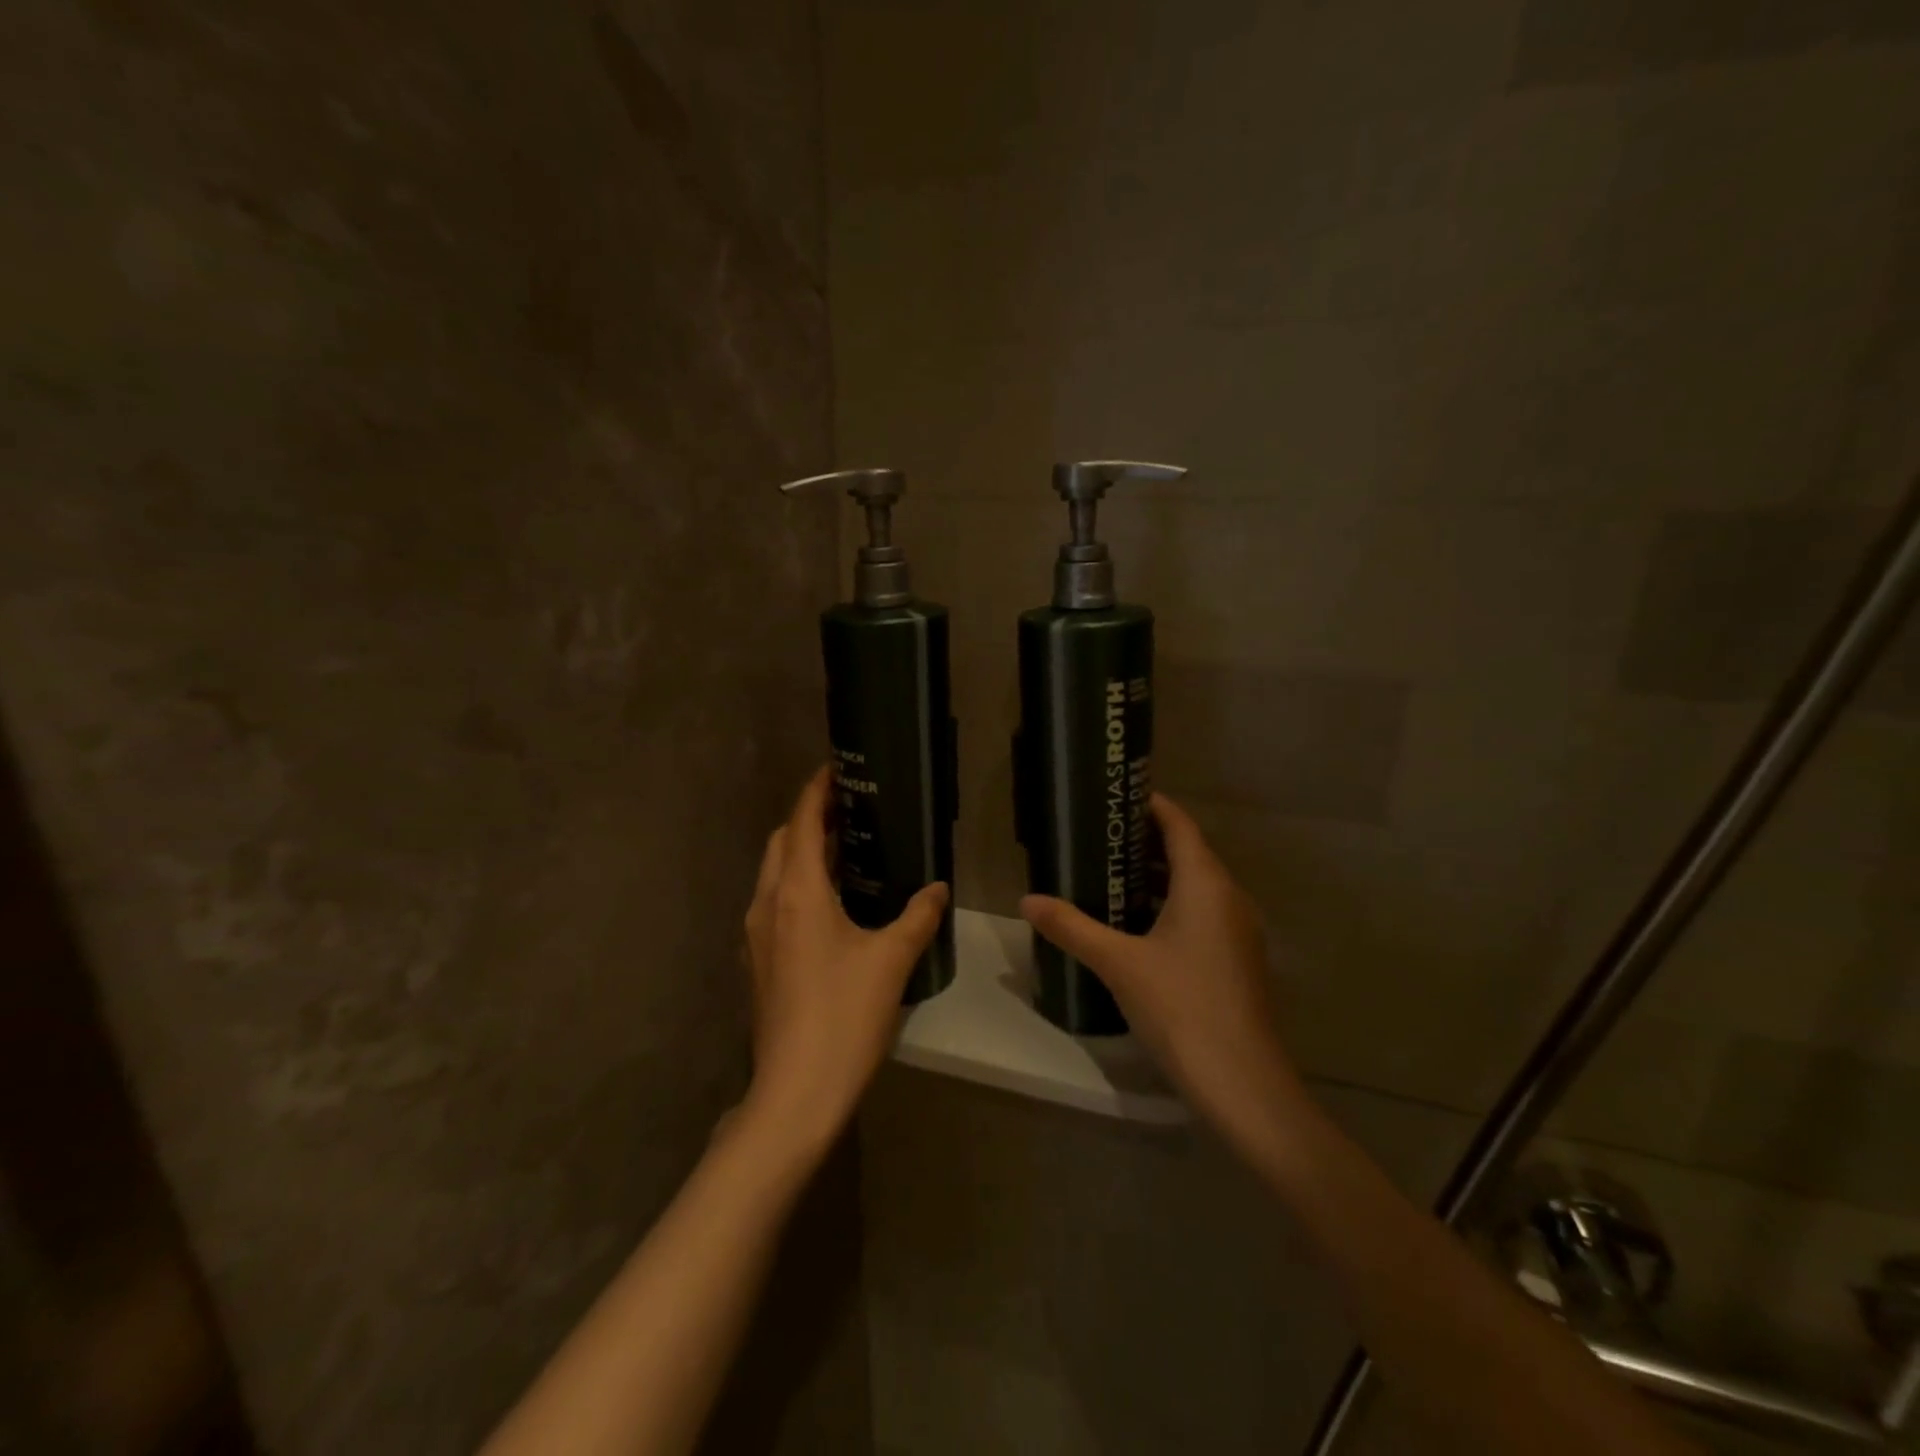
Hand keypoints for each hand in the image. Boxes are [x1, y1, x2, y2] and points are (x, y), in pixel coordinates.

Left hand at [742, 766, 948, 1150]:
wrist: (795, 1091)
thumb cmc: (843, 1015)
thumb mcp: (891, 960)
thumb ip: (918, 916)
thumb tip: (937, 888)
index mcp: (797, 892)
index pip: (803, 822)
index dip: (817, 791)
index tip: (836, 769)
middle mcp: (768, 904)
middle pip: (782, 842)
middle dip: (809, 819)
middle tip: (850, 811)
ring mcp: (757, 936)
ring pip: (775, 874)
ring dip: (803, 854)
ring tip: (846, 851)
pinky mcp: (759, 962)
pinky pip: (775, 903)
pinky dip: (798, 885)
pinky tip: (831, 905)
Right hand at [1020, 794, 1306, 1159]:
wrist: (1243, 1084)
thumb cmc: (1182, 1008)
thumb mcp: (1118, 963)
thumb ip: (1072, 927)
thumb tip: (1027, 900)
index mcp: (1206, 884)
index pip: (1180, 825)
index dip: (1152, 806)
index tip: (1115, 798)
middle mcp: (1229, 898)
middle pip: (1188, 852)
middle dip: (1145, 842)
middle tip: (1098, 839)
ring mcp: (1238, 931)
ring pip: (1196, 886)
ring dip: (1157, 877)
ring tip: (1108, 877)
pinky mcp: (1237, 960)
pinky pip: (1202, 913)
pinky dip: (1171, 906)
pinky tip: (1136, 927)